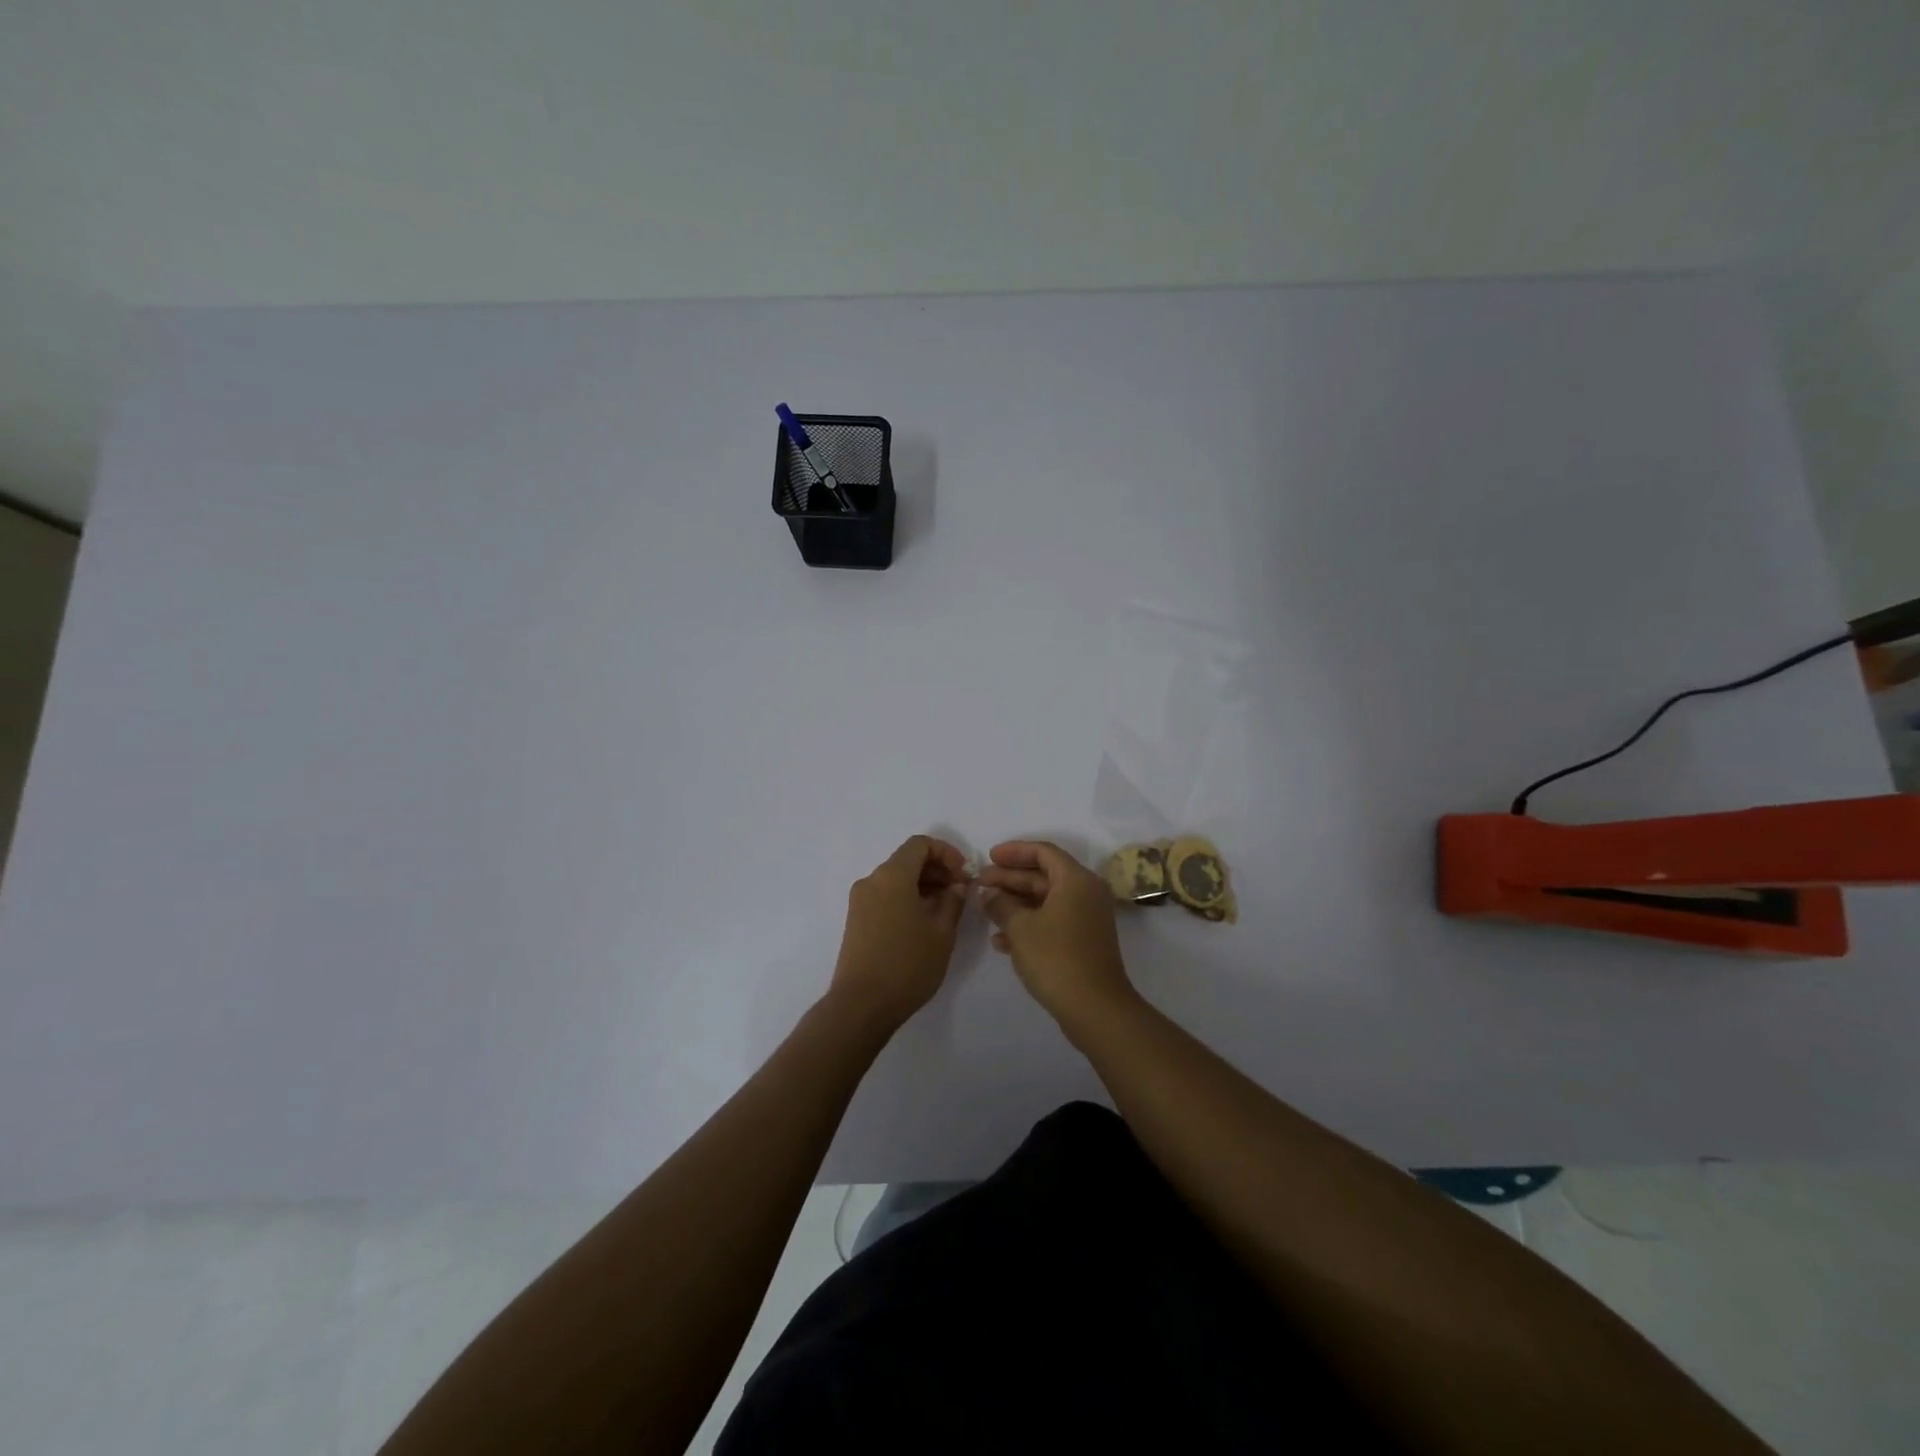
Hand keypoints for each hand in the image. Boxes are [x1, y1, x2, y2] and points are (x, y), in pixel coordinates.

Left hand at [828, 835, 970, 1030]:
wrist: (861, 1005)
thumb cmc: (907, 965)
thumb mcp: (942, 932)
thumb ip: (953, 900)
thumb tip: (957, 884)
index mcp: (892, 876)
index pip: (920, 844)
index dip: (947, 853)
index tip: (964, 875)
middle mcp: (872, 881)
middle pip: (907, 860)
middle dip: (937, 870)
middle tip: (960, 892)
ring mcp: (860, 901)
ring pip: (897, 879)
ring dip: (923, 885)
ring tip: (946, 910)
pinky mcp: (856, 920)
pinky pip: (886, 895)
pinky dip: (907, 898)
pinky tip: (924, 923)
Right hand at [978, 841, 1136, 1026]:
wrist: (1095, 1008)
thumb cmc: (1056, 958)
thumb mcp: (1020, 927)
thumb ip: (1000, 904)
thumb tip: (988, 893)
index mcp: (1076, 880)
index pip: (1043, 851)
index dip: (1014, 852)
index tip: (989, 857)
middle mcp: (1085, 893)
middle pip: (1044, 875)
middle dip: (1010, 878)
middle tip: (980, 883)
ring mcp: (1086, 919)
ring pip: (1045, 900)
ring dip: (1015, 903)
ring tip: (985, 909)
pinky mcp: (1082, 942)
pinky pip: (1052, 921)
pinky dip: (1028, 925)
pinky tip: (1000, 940)